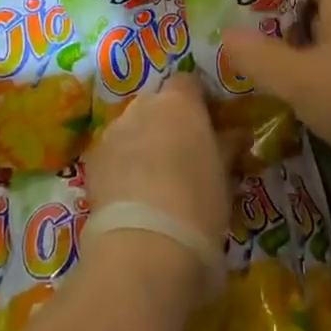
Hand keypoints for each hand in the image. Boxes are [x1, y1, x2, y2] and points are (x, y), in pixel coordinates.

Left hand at [82, 77, 227, 300]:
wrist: (144, 248)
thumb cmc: (198, 204)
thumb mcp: (224, 175)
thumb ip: (227, 147)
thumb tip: (237, 134)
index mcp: (179, 101)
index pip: (189, 82)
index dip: (198, 101)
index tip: (209, 125)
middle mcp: (143, 106)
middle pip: (157, 102)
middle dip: (169, 121)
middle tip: (185, 153)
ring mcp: (113, 132)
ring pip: (133, 127)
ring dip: (144, 141)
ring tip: (157, 178)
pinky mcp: (93, 162)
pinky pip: (114, 153)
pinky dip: (124, 164)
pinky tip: (133, 194)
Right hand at [223, 0, 330, 192]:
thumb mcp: (299, 78)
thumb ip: (258, 56)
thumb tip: (224, 34)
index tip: (242, 23)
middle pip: (316, 16)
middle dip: (283, 36)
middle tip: (246, 60)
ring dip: (305, 69)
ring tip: (267, 91)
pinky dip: (330, 93)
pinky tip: (307, 116)